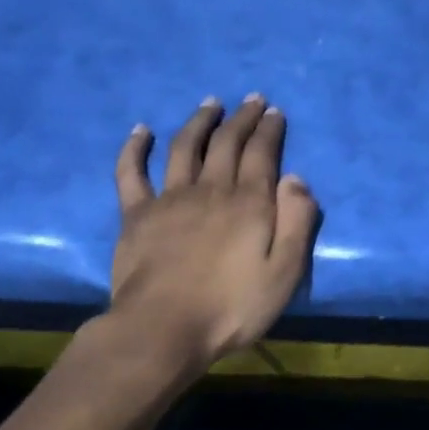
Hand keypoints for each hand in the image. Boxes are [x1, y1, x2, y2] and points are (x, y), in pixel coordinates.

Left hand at [102, 95, 321, 365]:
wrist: (163, 329)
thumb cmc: (232, 306)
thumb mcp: (285, 272)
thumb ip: (297, 222)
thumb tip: (296, 178)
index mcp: (249, 202)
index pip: (262, 153)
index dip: (269, 129)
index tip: (274, 111)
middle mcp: (211, 189)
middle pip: (227, 143)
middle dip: (242, 118)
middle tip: (252, 100)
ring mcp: (170, 198)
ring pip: (186, 147)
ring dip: (200, 121)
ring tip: (210, 103)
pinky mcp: (136, 214)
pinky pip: (132, 172)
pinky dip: (135, 148)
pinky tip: (142, 130)